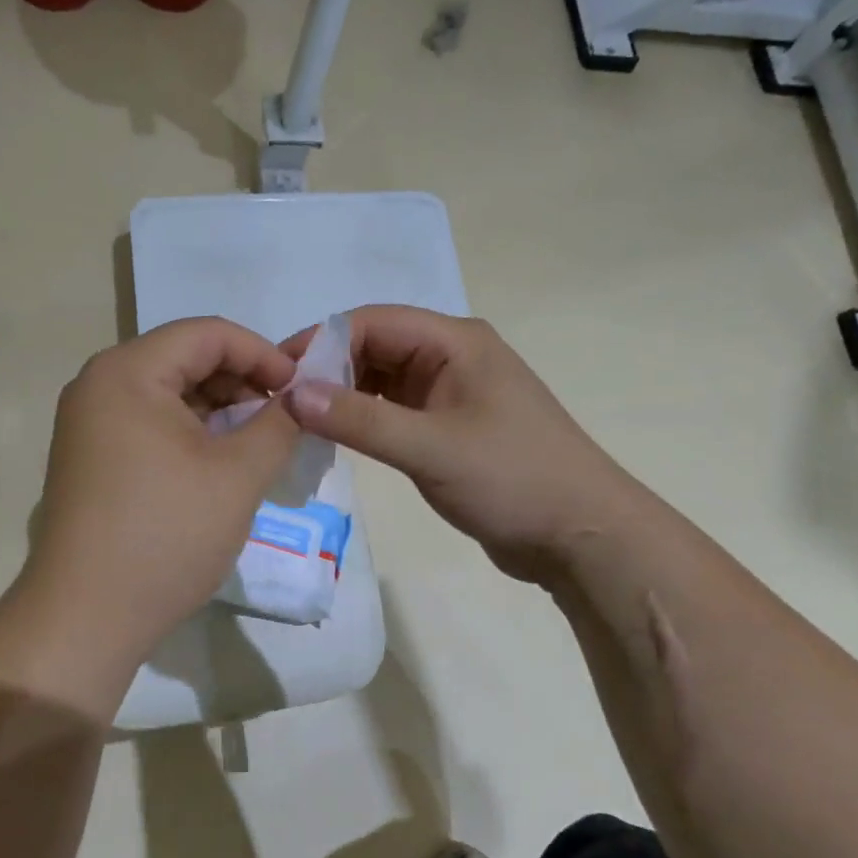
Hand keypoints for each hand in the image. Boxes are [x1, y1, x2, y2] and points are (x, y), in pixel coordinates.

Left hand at [18, 317, 299, 665]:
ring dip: (219, 408)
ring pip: (169, 392)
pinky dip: (191, 431)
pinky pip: (150, 422)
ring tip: (259, 441)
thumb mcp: (238, 476)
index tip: (300, 389)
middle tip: (283, 417)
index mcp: (128, 372)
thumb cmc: (166, 535)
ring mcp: (89, 422)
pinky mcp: (90, 456)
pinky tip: (221, 461)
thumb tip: (299, 398)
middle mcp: (99, 384)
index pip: (208, 333)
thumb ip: (278, 423)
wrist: (86, 617)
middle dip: (241, 381)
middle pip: (185, 358)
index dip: (263, 353)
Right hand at [281, 306, 625, 583]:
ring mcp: (451, 392)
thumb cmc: (513, 480)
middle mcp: (451, 356)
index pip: (372, 322)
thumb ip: (360, 420)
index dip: (321, 342)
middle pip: (375, 347)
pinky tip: (336, 436)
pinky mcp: (449, 426)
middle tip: (280, 402)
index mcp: (455, 342)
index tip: (277, 374)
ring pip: (382, 379)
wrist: (581, 534)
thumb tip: (292, 393)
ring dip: (343, 395)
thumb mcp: (431, 448)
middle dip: (328, 369)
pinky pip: (394, 410)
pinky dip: (364, 418)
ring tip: (298, 420)